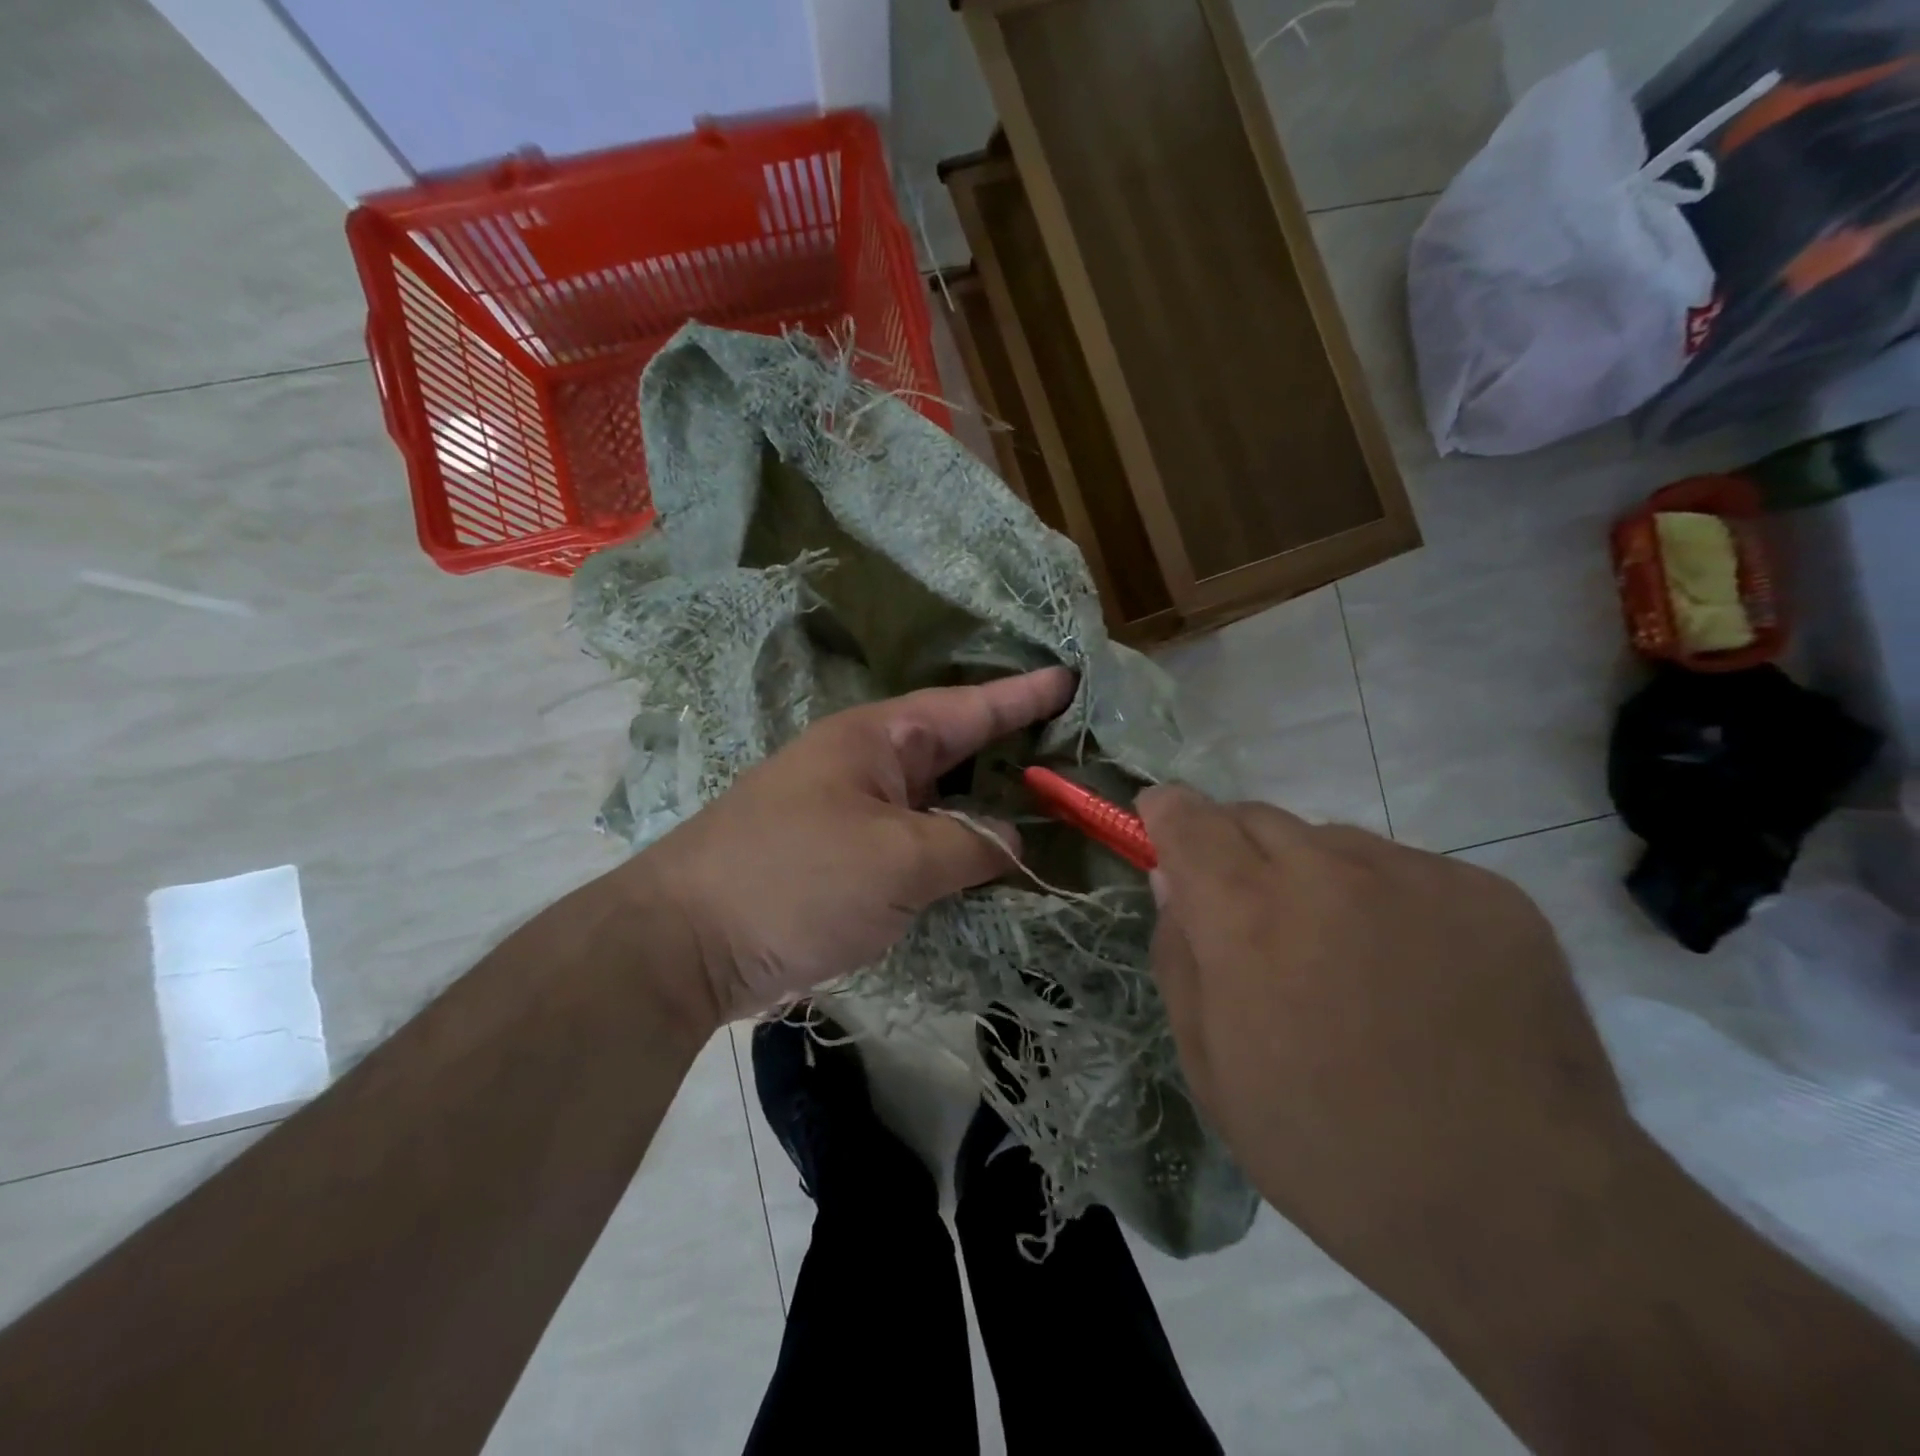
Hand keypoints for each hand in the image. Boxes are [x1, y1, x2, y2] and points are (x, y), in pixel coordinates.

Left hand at [630, 667, 1075, 1023]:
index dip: (1022, 695)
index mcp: (877, 739)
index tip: (1070, 678)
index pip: (967, 708)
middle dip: (1011, 750)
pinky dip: (952, 848)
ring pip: (936, 800)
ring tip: (1045, 806)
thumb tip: (1011, 842)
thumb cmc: (797, 880)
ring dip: (984, 805)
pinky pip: (914, 841)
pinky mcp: (841, 858)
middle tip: (1072, 750)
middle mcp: (865, 765)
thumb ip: (969, 845)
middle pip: (954, 750)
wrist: (686, 944)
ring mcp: (850, 812)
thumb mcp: (899, 860)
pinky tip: (985, 862)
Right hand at [1137, 787, 1636, 1293]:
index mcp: (1247, 917)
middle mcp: (1327, 872)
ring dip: (1313, 878)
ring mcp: (1416, 875)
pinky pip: (1407, 870)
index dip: (1167, 814)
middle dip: (1235, 851)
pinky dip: (1388, 901)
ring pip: (1332, 842)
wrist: (1526, 1219)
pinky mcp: (1490, 894)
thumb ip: (1180, 959)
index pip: (1188, 818)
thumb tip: (1173, 883)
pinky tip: (1418, 976)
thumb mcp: (1213, 1072)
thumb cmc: (1332, 1155)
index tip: (1162, 826)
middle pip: (1255, 817)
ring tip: (1346, 958)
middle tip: (1254, 920)